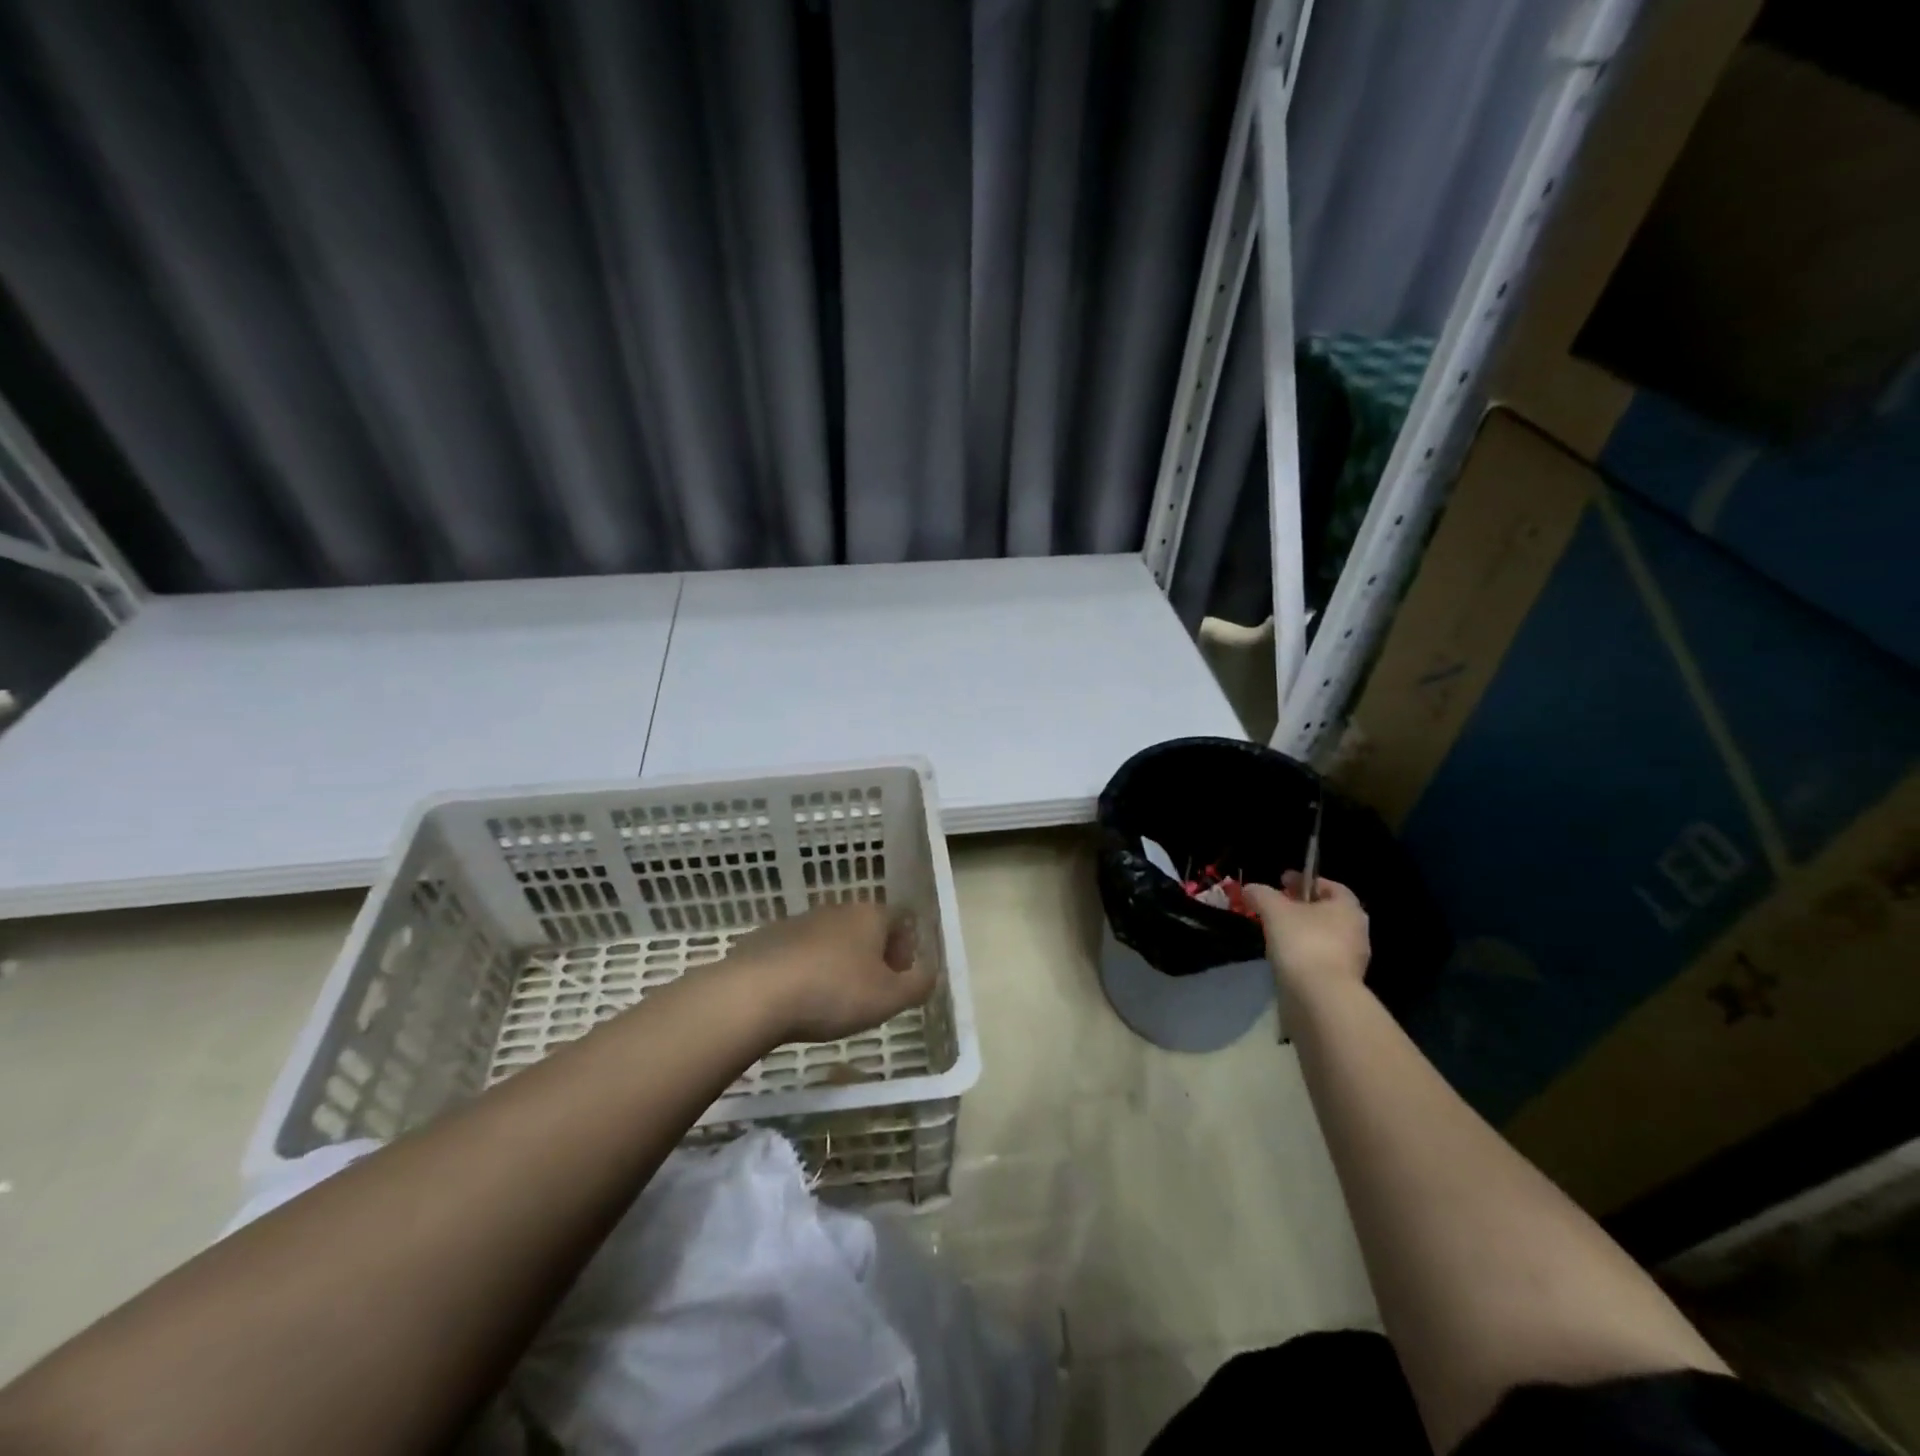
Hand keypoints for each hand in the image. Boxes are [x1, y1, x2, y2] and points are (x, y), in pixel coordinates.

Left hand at [722, 901, 935, 1044]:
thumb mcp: (889, 998)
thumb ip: (918, 985)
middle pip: (865, 927)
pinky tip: (796, 998)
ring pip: (830, 939)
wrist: (756, 994)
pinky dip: (804, 969)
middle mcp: (836, 909)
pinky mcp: (767, 937)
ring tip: (831, 1000)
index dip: (906, 949)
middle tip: (869, 993)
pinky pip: (797, 952)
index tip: (899, 979)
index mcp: (870, 915)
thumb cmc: (834, 993)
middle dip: (872, 956)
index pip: (901, 920)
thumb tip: (930, 973)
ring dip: (837, 962)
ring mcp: (799, 920)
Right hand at [1243, 872, 1370, 1001]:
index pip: (1329, 886)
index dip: (1304, 880)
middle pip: (1328, 911)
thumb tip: (1250, 889)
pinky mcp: (1343, 982)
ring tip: (1277, 934)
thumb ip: (1261, 894)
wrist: (1320, 997)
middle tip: (1278, 907)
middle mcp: (1357, 931)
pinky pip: (1322, 959)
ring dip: (1304, 932)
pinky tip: (1286, 958)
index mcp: (1347, 907)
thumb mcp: (1274, 910)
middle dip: (1304, 907)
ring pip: (1325, 936)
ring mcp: (1353, 959)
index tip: (1282, 881)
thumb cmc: (1302, 942)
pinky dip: (1305, 954)